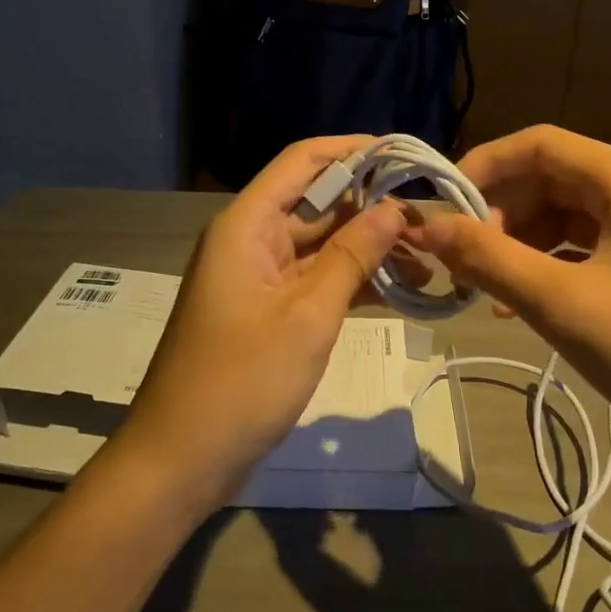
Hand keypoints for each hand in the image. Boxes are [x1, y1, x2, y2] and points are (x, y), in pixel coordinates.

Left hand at [118, 137, 407, 499]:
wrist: (180, 461)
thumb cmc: (241, 381)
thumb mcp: (307, 315)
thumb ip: (352, 255)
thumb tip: (393, 208)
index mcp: (247, 225)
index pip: (303, 161)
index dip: (352, 150)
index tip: (404, 155)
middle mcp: (251, 240)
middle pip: (317, 203)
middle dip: (372, 208)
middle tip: (431, 221)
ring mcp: (260, 278)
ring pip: (322, 245)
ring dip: (369, 249)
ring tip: (428, 259)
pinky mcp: (269, 312)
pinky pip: (316, 281)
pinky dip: (353, 283)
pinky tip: (401, 291)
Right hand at [404, 126, 610, 472]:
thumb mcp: (561, 303)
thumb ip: (488, 259)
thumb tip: (426, 227)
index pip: (538, 143)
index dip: (484, 166)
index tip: (442, 207)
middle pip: (550, 178)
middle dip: (500, 213)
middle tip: (463, 259)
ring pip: (565, 215)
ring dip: (520, 244)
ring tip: (487, 288)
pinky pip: (586, 247)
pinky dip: (549, 266)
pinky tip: (522, 304)